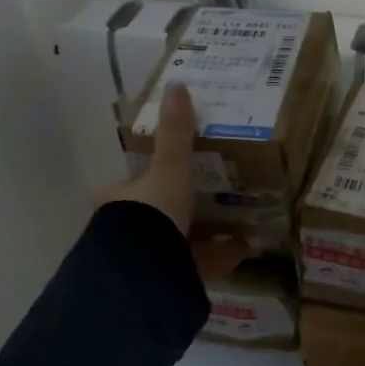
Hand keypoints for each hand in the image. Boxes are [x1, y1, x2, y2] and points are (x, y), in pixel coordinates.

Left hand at [99, 84, 247, 280]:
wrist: (144, 275)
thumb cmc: (149, 217)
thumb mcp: (168, 170)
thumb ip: (175, 134)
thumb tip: (177, 84)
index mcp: (118, 202)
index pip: (130, 184)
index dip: (151, 176)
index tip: (179, 169)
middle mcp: (126, 233)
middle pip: (157, 215)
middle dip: (183, 207)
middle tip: (217, 193)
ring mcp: (147, 260)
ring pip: (179, 242)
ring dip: (207, 232)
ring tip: (240, 219)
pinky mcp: (169, 282)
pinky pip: (199, 264)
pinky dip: (222, 255)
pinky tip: (247, 246)